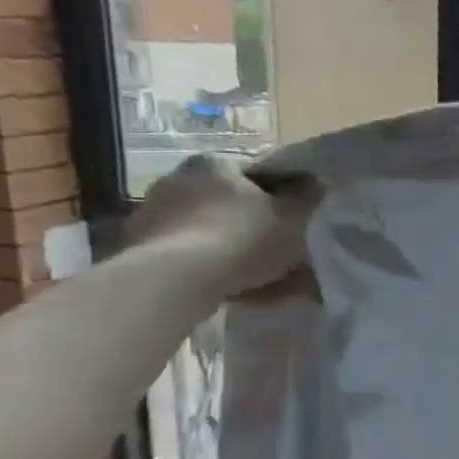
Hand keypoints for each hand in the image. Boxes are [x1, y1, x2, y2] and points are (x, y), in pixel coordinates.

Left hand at [127, 156, 316, 298]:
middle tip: (289, 260)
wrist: (175, 280)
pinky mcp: (143, 249)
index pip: (261, 175)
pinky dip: (219, 273)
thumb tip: (316, 185)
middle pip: (237, 208)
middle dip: (265, 233)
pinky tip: (243, 295)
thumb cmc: (243, 238)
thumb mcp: (295, 218)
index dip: (288, 199)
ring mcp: (156, 215)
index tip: (302, 224)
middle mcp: (180, 180)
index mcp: (217, 164)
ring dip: (245, 258)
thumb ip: (310, 199)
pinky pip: (195, 258)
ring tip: (273, 287)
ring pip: (218, 236)